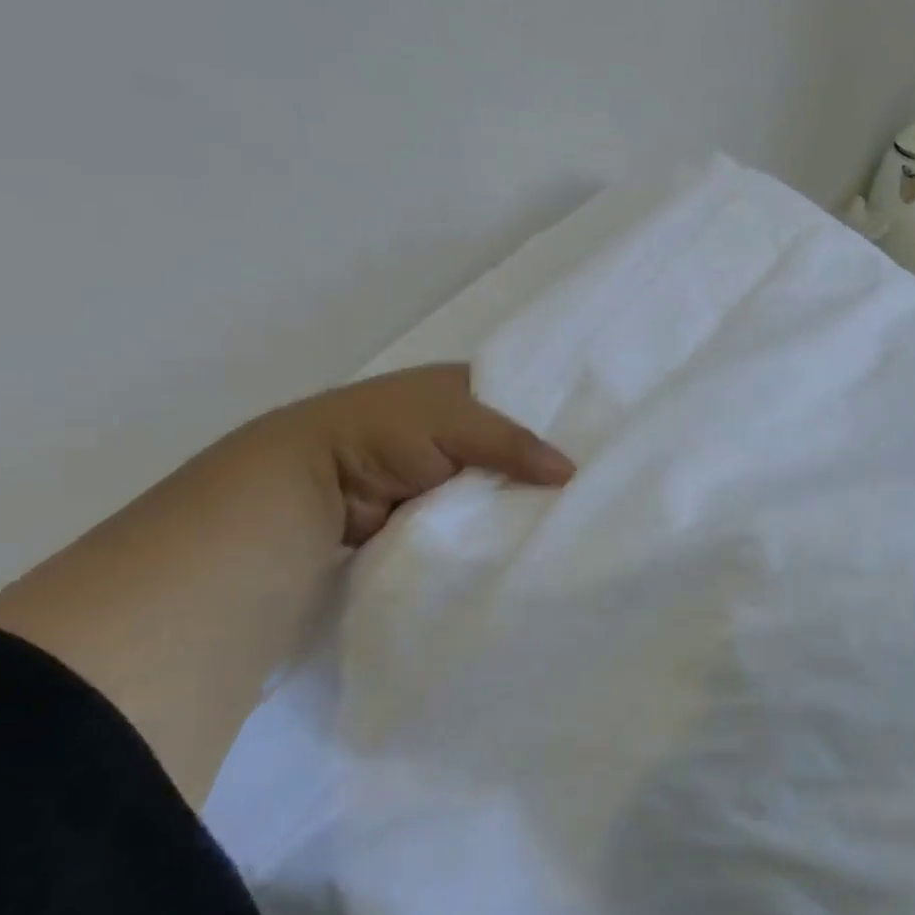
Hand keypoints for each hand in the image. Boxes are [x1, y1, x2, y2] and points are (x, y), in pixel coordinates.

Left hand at [256, 364, 575, 546]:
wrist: (314, 485)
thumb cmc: (384, 431)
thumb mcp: (454, 422)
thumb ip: (514, 443)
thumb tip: (573, 473)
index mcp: (465, 386)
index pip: (527, 397)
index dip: (560, 415)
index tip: (601, 440)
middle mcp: (462, 424)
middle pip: (519, 443)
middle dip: (548, 462)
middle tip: (599, 482)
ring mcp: (451, 468)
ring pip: (505, 481)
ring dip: (527, 495)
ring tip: (582, 509)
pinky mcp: (441, 506)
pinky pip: (484, 511)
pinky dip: (502, 519)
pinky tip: (541, 528)